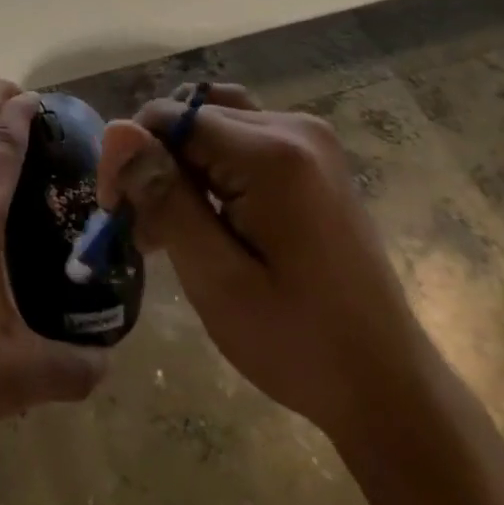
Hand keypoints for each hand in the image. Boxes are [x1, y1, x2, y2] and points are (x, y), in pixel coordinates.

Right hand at [98, 83, 431, 445]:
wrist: (388, 387)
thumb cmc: (298, 344)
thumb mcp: (216, 278)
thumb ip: (165, 196)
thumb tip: (116, 130)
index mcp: (272, 153)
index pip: (169, 117)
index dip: (133, 158)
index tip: (117, 214)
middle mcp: (293, 126)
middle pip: (191, 117)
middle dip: (156, 165)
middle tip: (146, 235)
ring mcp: (309, 139)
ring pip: (213, 122)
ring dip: (182, 165)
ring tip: (173, 227)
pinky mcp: (313, 159)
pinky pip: (242, 139)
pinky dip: (213, 168)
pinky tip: (208, 218)